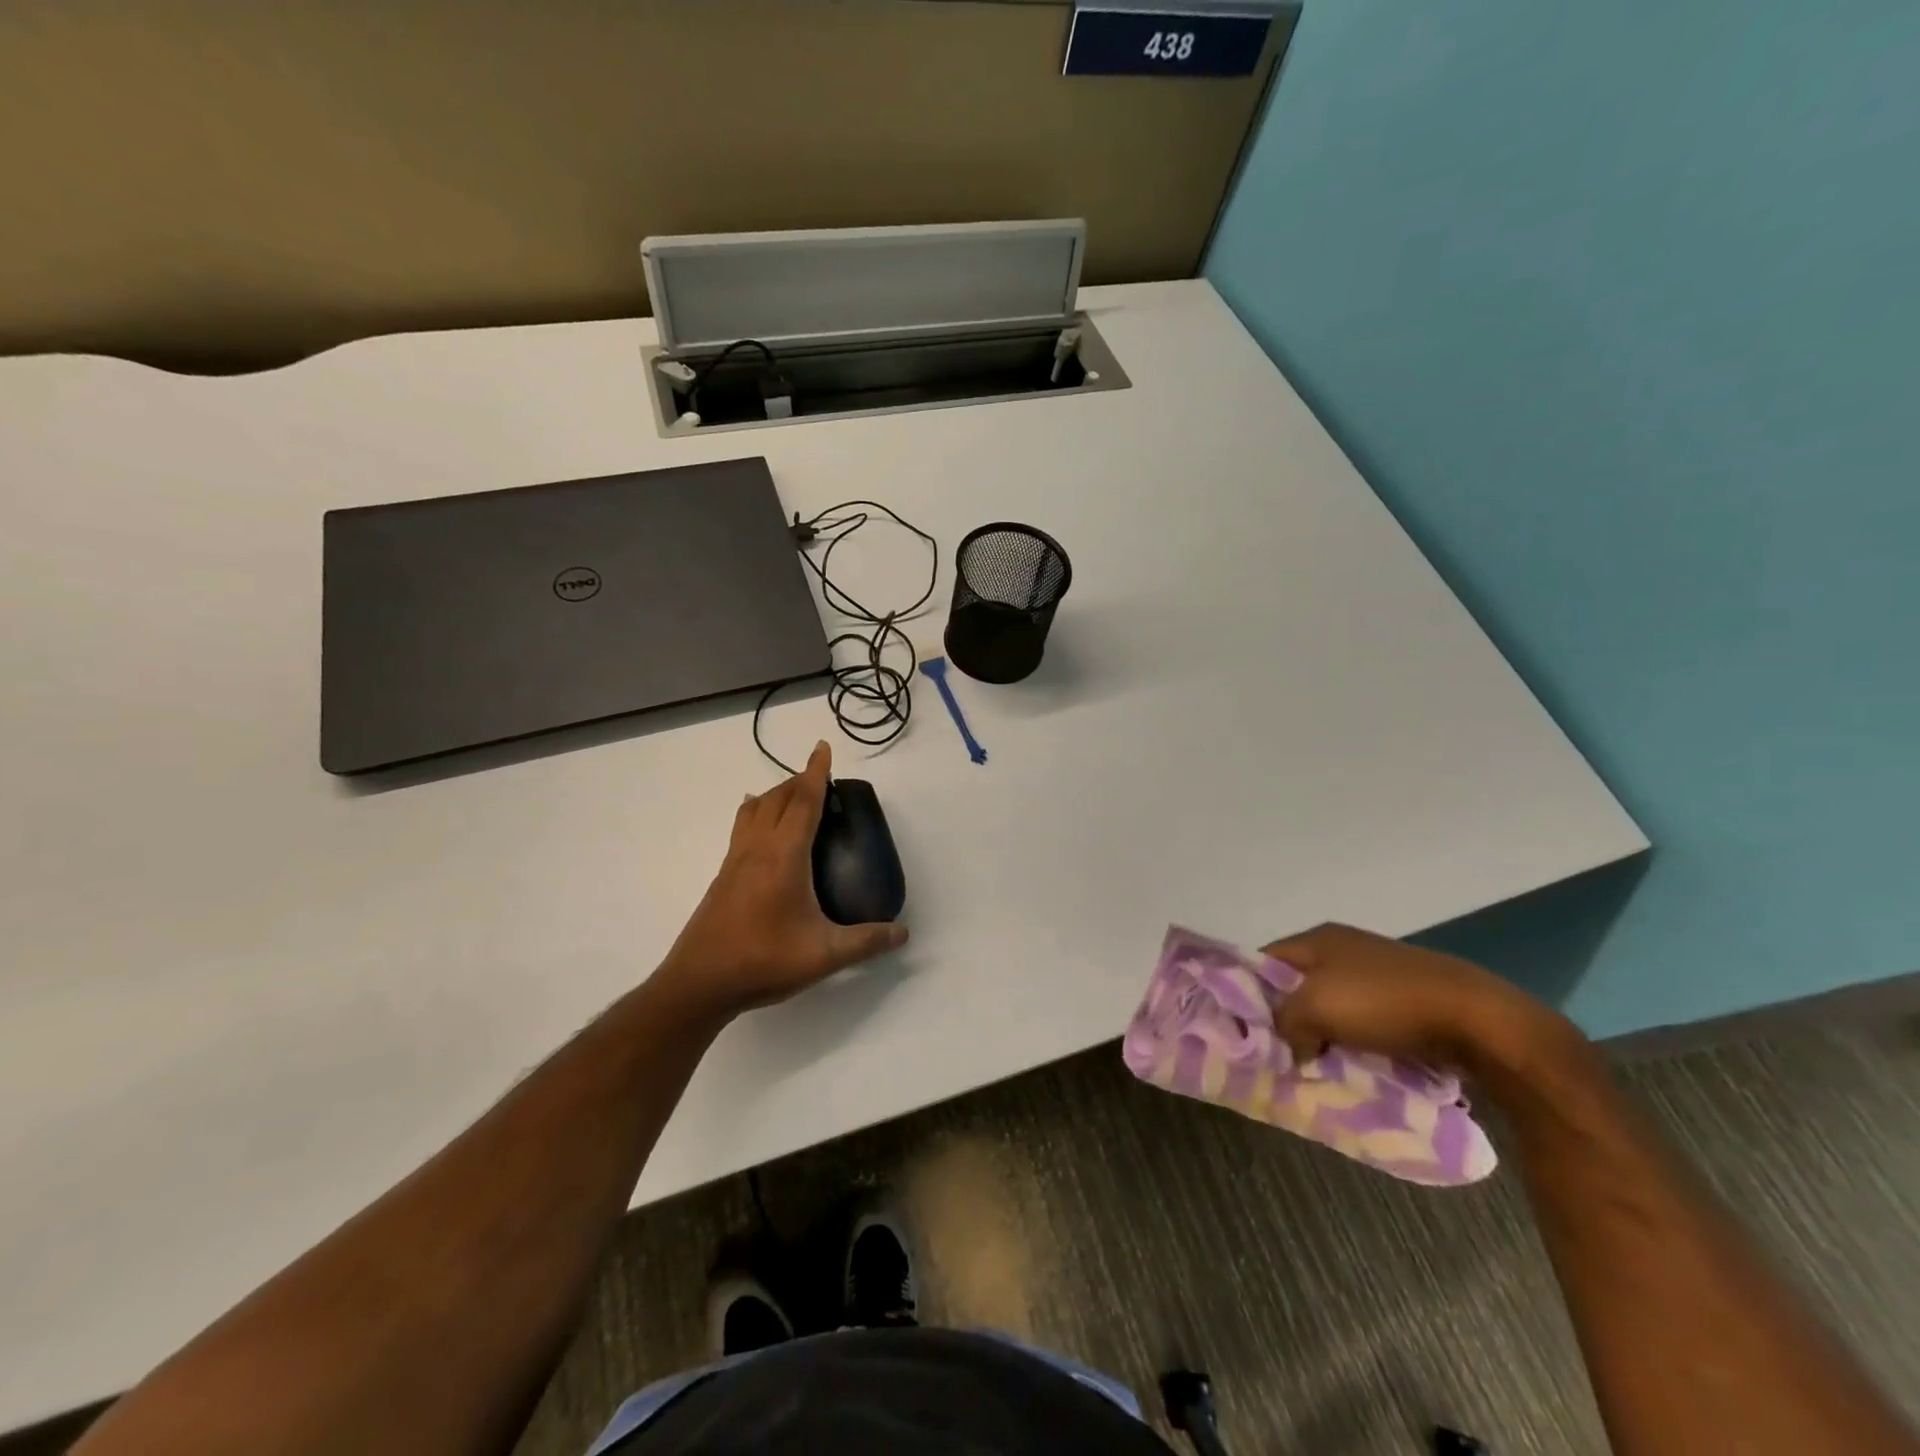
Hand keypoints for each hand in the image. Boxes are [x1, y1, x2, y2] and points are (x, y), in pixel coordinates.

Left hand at [656, 741, 907, 1022]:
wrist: (700, 983)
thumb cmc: (764, 960)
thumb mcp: (824, 955)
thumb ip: (867, 942)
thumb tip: (903, 932)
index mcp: (784, 856)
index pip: (803, 802)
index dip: (816, 773)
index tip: (822, 747)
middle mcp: (758, 848)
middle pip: (778, 798)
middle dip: (799, 780)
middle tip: (821, 778)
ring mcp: (735, 860)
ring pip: (755, 809)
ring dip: (776, 793)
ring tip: (794, 795)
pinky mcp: (723, 876)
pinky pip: (742, 827)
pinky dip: (755, 812)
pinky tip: (758, 826)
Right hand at [1261, 923, 1572, 1073]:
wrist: (1475, 1018)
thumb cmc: (1383, 1002)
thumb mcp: (1315, 1008)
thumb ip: (1285, 1021)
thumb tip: (1290, 1043)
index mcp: (1317, 939)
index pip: (1264, 960)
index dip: (1247, 990)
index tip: (1242, 1028)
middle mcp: (1343, 949)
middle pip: (1297, 985)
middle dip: (1287, 1019)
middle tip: (1277, 1052)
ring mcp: (1377, 973)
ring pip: (1332, 1006)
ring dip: (1323, 1035)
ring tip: (1313, 1065)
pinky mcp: (1406, 999)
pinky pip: (1364, 1022)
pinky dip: (1354, 1042)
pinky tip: (1354, 1064)